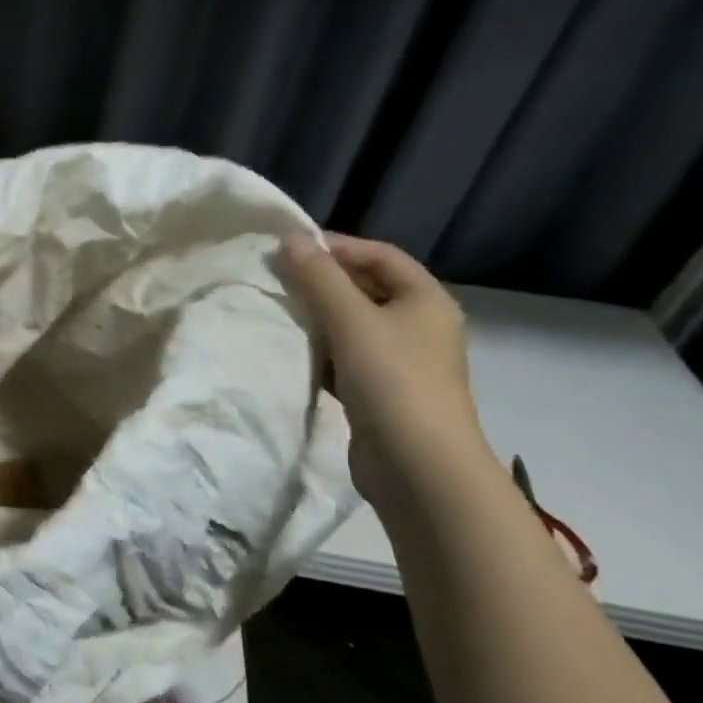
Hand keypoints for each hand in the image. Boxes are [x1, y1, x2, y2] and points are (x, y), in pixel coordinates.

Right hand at [279, 232, 488, 505]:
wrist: (417, 464)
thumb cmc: (392, 381)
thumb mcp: (352, 322)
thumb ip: (319, 279)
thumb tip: (291, 238)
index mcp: (426, 300)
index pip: (380, 255)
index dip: (337, 247)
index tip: (289, 249)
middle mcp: (419, 325)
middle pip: (367, 289)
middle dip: (323, 283)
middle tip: (277, 279)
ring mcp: (401, 362)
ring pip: (354, 327)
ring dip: (319, 319)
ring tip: (278, 312)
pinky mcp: (381, 393)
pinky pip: (346, 359)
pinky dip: (321, 352)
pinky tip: (293, 354)